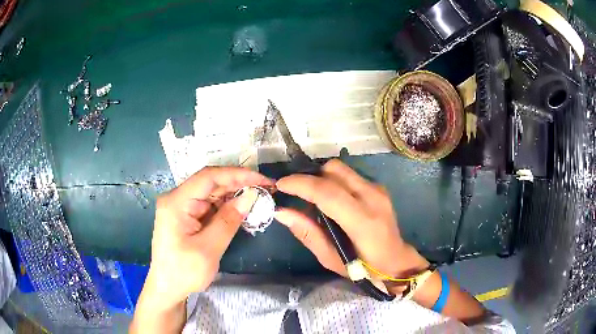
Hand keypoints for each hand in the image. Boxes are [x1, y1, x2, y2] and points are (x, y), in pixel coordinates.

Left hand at [146, 167, 272, 308]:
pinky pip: (209, 205)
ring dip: (234, 195)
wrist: (167, 288)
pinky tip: (241, 209)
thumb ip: (228, 220)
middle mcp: (177, 199)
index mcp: (176, 202)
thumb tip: (251, 196)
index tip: (262, 180)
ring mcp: (181, 207)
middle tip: (265, 189)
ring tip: (258, 198)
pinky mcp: (186, 216)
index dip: (237, 175)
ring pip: (211, 193)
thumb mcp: (209, 249)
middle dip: (238, 184)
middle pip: (210, 183)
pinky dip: (226, 207)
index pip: (208, 177)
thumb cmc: (184, 272)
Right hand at [275, 159, 428, 281]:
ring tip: (311, 196)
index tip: (280, 185)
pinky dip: (333, 181)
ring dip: (321, 177)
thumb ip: (307, 233)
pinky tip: (330, 199)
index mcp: (362, 221)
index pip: (327, 192)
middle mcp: (372, 197)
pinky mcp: (378, 187)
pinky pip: (349, 175)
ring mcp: (378, 189)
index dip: (300, 184)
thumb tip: (281, 212)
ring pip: (341, 169)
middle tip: (295, 193)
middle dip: (310, 177)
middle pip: (334, 170)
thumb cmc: (364, 268)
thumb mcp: (331, 259)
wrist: (396, 261)